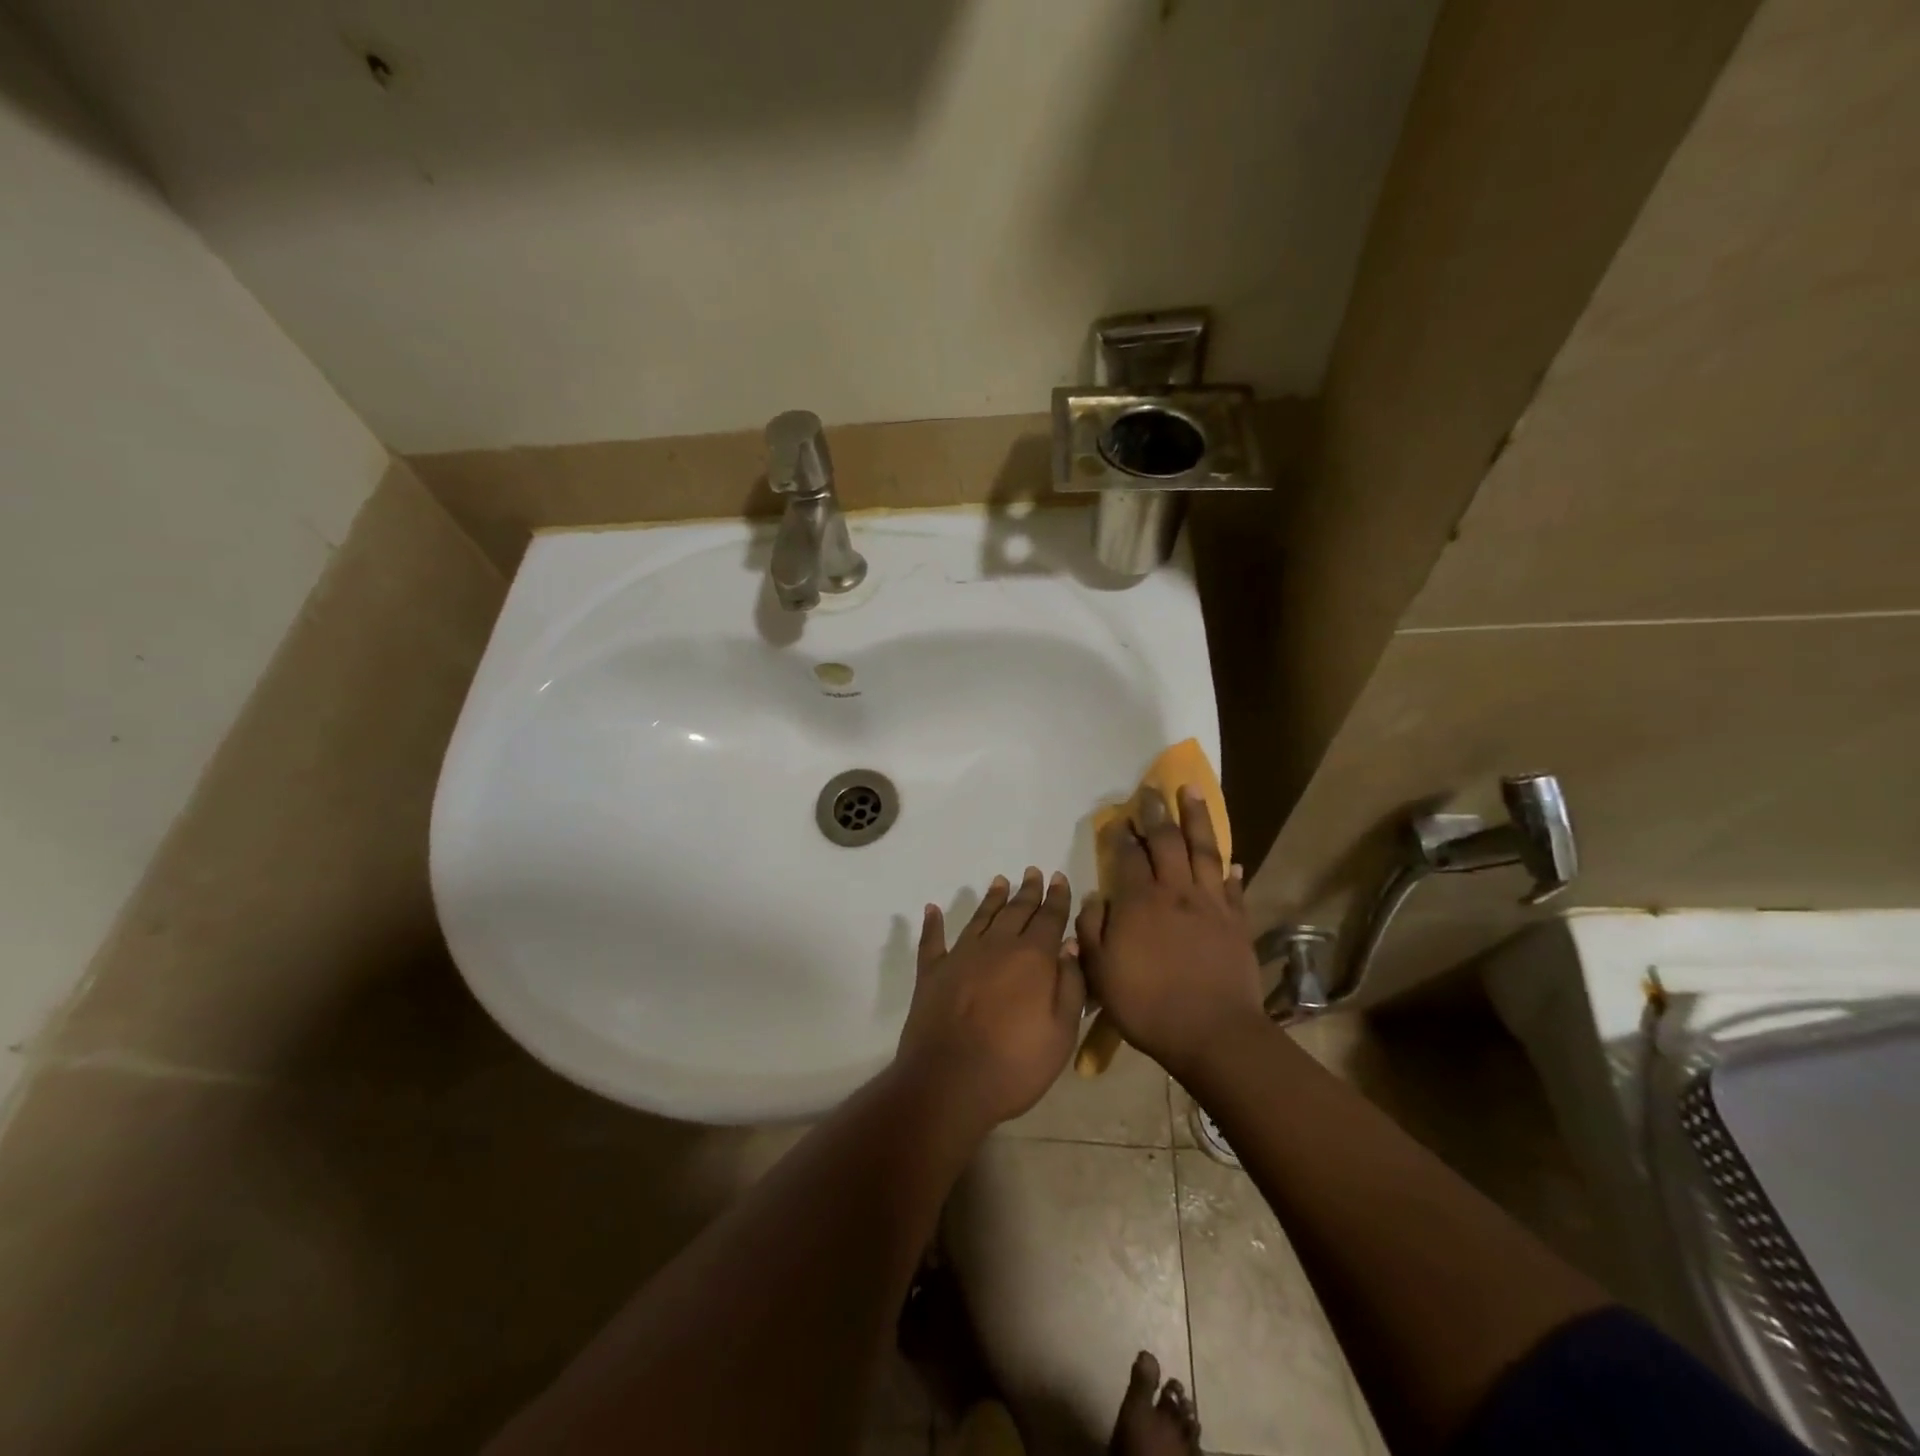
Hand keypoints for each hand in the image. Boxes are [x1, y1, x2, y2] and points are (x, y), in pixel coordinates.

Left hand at [894, 868, 1085, 1135]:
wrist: (950, 1083)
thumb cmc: (1015, 1065)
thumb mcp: (1061, 1032)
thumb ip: (1070, 985)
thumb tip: (1070, 944)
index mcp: (1032, 958)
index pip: (1049, 918)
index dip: (1057, 898)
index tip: (1059, 878)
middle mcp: (996, 946)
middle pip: (1016, 911)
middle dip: (1028, 891)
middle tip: (1032, 872)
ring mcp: (960, 956)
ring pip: (980, 918)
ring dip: (991, 899)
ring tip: (1000, 881)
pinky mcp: (931, 973)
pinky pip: (932, 940)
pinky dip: (932, 924)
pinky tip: (932, 909)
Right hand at [1076, 787, 1263, 1077]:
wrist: (1212, 1033)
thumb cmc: (1147, 1004)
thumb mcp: (1101, 971)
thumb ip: (1092, 929)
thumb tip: (1093, 897)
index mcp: (1139, 902)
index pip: (1127, 856)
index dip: (1121, 834)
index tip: (1117, 818)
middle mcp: (1175, 892)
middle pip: (1166, 841)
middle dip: (1156, 812)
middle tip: (1152, 790)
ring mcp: (1210, 904)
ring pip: (1203, 850)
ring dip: (1196, 818)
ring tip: (1192, 791)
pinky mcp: (1236, 921)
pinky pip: (1232, 887)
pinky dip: (1229, 870)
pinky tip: (1230, 860)